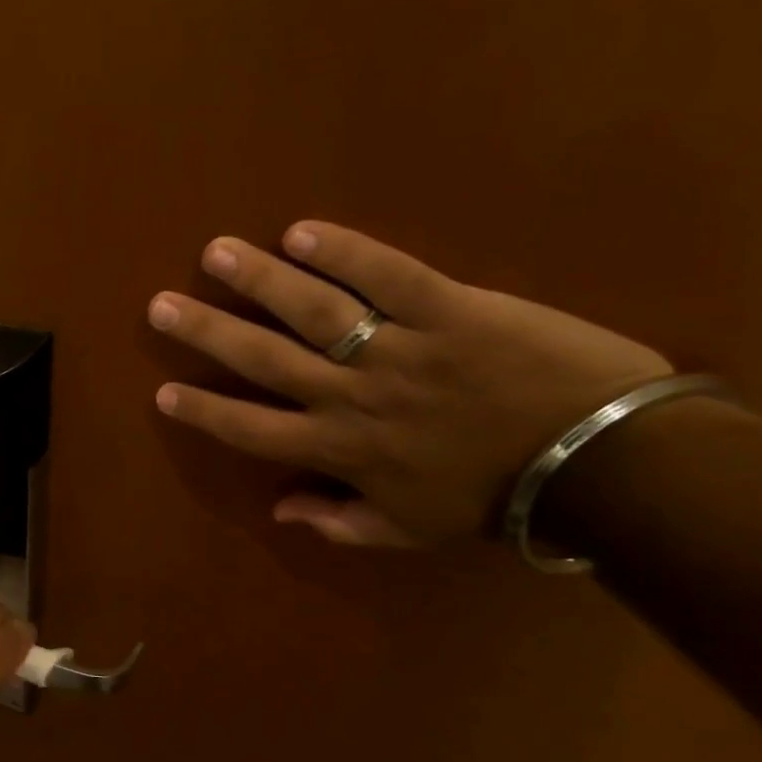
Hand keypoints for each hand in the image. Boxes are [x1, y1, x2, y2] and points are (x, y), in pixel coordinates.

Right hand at [148, 221, 672, 545]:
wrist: (600, 461)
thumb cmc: (493, 497)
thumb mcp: (408, 529)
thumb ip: (339, 522)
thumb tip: (280, 510)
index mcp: (339, 450)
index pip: (250, 430)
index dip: (203, 411)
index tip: (163, 392)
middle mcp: (351, 397)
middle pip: (263, 360)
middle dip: (207, 333)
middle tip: (161, 306)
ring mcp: (398, 349)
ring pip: (313, 311)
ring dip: (259, 281)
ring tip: (216, 253)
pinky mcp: (450, 309)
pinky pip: (389, 276)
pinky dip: (346, 253)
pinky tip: (301, 232)